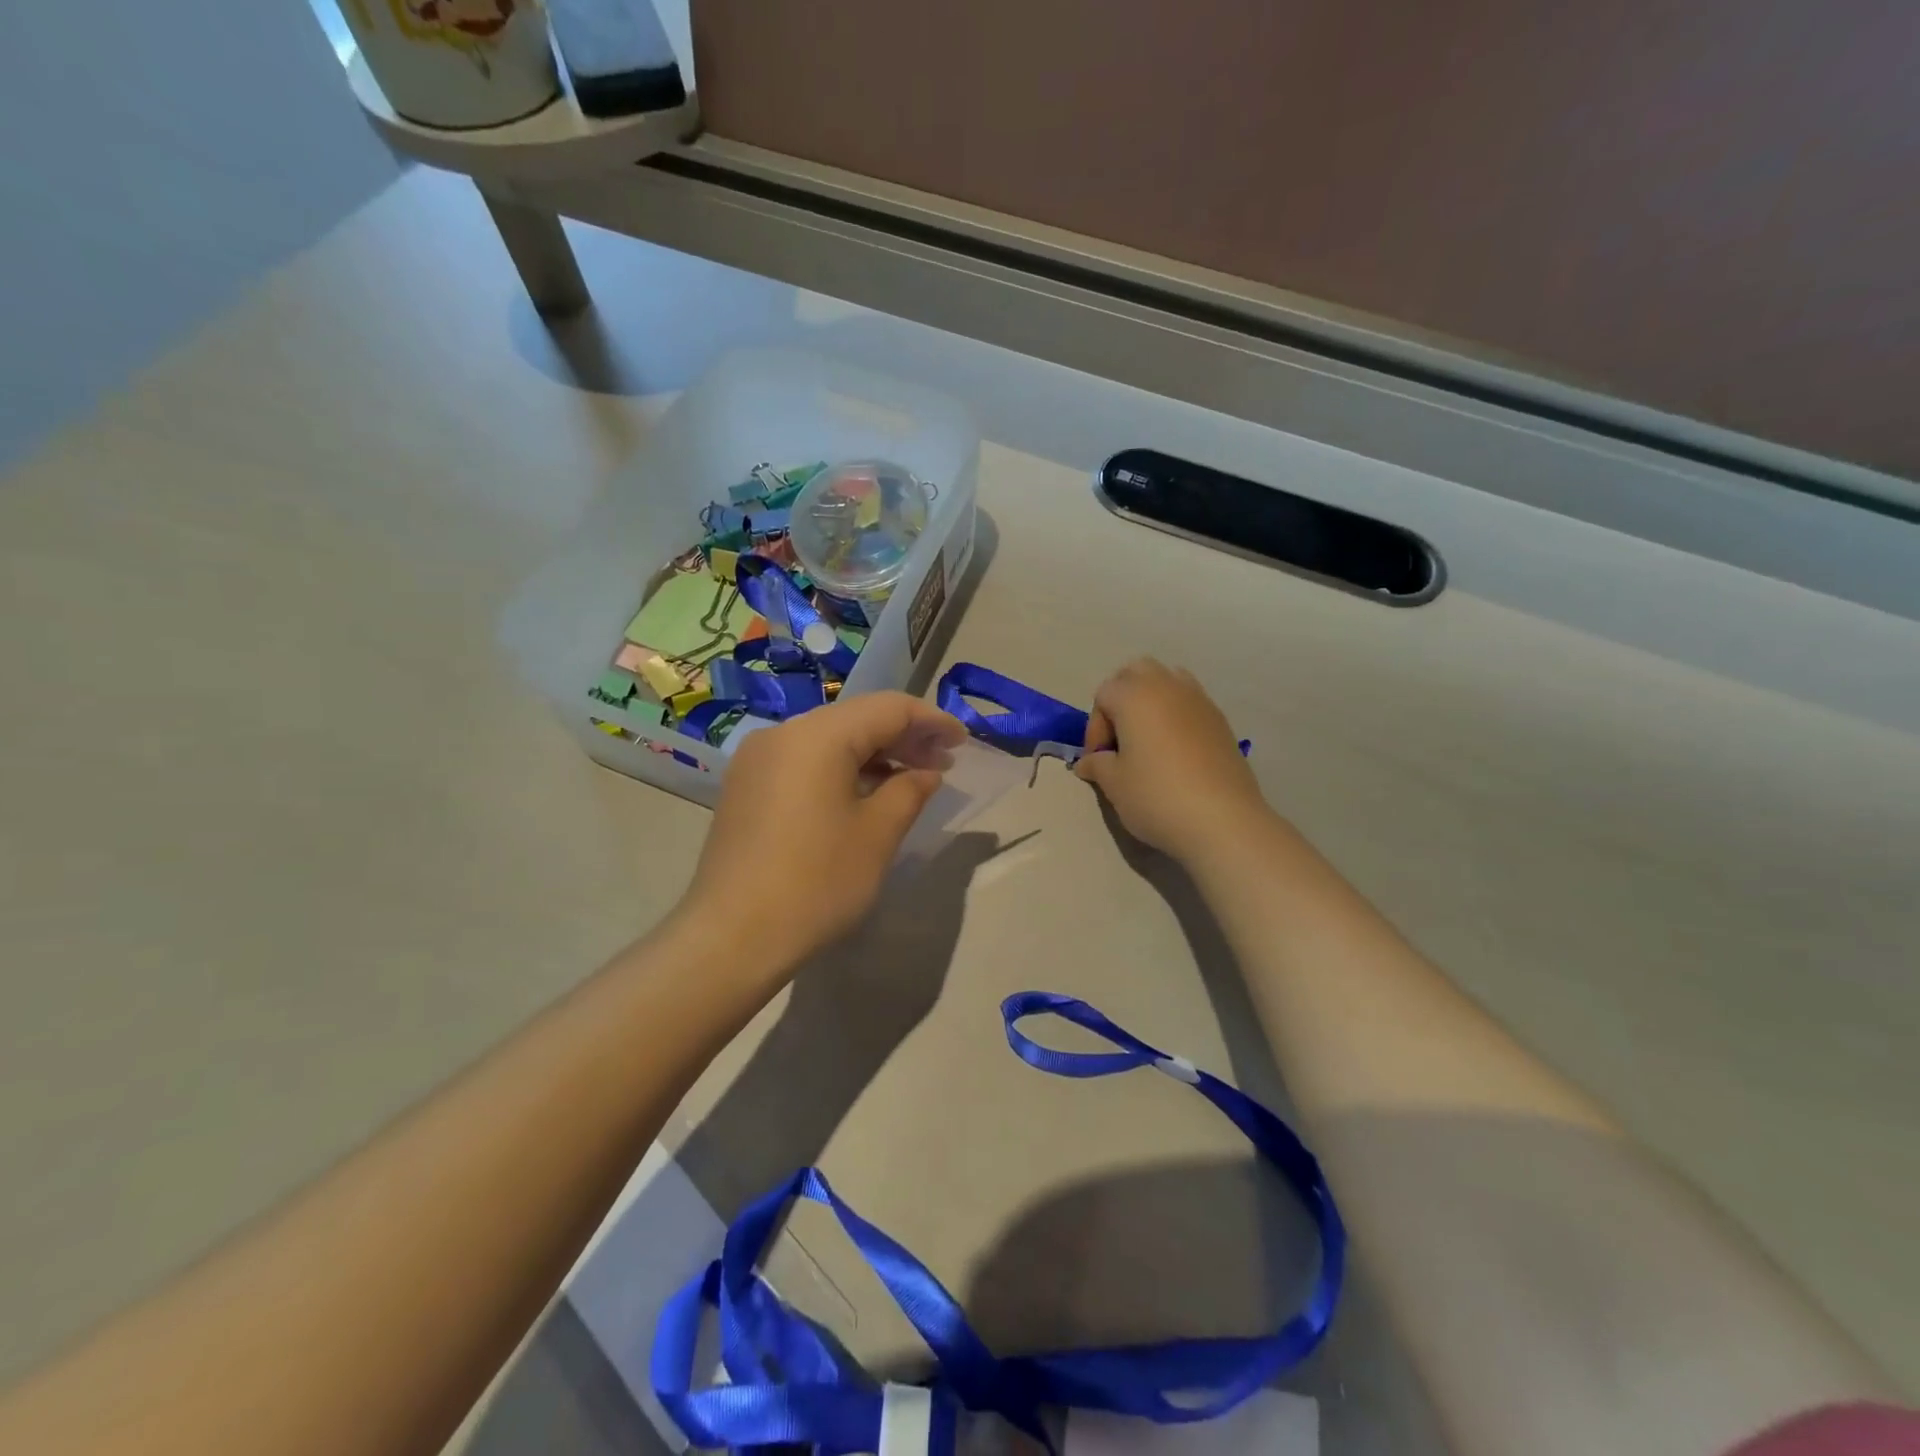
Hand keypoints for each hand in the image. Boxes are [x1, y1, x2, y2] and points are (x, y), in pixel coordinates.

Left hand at [683, 693, 965, 979]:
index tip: (962, 742)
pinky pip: (804, 761)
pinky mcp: (746, 787)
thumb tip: (925, 772)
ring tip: (910, 779)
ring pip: (829, 739)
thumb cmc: (816, 883)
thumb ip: (909, 790)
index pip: (887, 708)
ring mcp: (757, 760)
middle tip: (942, 763)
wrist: (732, 937)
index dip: (931, 720)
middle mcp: (782, 734)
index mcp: (817, 736)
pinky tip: (864, 793)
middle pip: (855, 719)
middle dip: (903, 736)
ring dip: (873, 753)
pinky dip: (841, 769)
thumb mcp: (877, 835)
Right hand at [1075, 659, 1268, 863]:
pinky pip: (1190, 703)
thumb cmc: (1157, 796)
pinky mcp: (1221, 721)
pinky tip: (1175, 753)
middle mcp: (1167, 687)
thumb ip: (1097, 765)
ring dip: (1151, 701)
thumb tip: (1088, 762)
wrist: (1222, 821)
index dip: (1094, 727)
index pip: (1103, 694)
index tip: (1098, 760)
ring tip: (1147, 740)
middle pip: (1137, 672)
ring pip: (1168, 681)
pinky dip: (1176, 716)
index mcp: (1135, 696)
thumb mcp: (1114, 784)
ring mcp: (1199, 701)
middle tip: (1119, 738)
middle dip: (1122, 698)